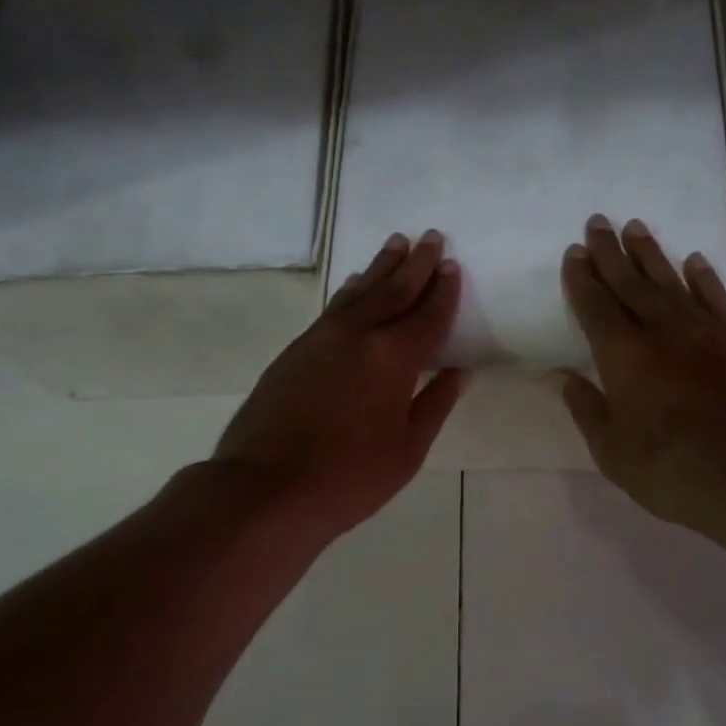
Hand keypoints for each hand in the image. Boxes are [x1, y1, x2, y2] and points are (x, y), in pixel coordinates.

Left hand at [212, 231, 468, 542]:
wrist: (266, 488)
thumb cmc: (350, 477)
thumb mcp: (407, 450)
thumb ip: (434, 404)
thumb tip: (458, 373)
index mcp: (393, 358)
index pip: (427, 316)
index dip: (443, 292)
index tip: (452, 265)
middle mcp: (358, 336)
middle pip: (393, 291)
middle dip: (415, 264)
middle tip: (430, 237)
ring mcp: (321, 339)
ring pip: (359, 293)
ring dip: (380, 268)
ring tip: (396, 245)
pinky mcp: (295, 351)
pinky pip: (334, 309)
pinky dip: (351, 292)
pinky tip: (355, 286)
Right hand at [559, 214, 725, 529]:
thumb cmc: (672, 471)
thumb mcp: (613, 452)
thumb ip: (588, 409)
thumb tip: (564, 377)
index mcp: (624, 356)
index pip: (595, 307)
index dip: (582, 279)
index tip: (574, 253)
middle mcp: (663, 331)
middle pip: (630, 282)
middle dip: (610, 252)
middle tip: (598, 222)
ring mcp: (706, 332)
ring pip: (672, 281)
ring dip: (651, 254)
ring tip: (636, 228)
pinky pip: (717, 297)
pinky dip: (703, 277)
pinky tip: (694, 261)